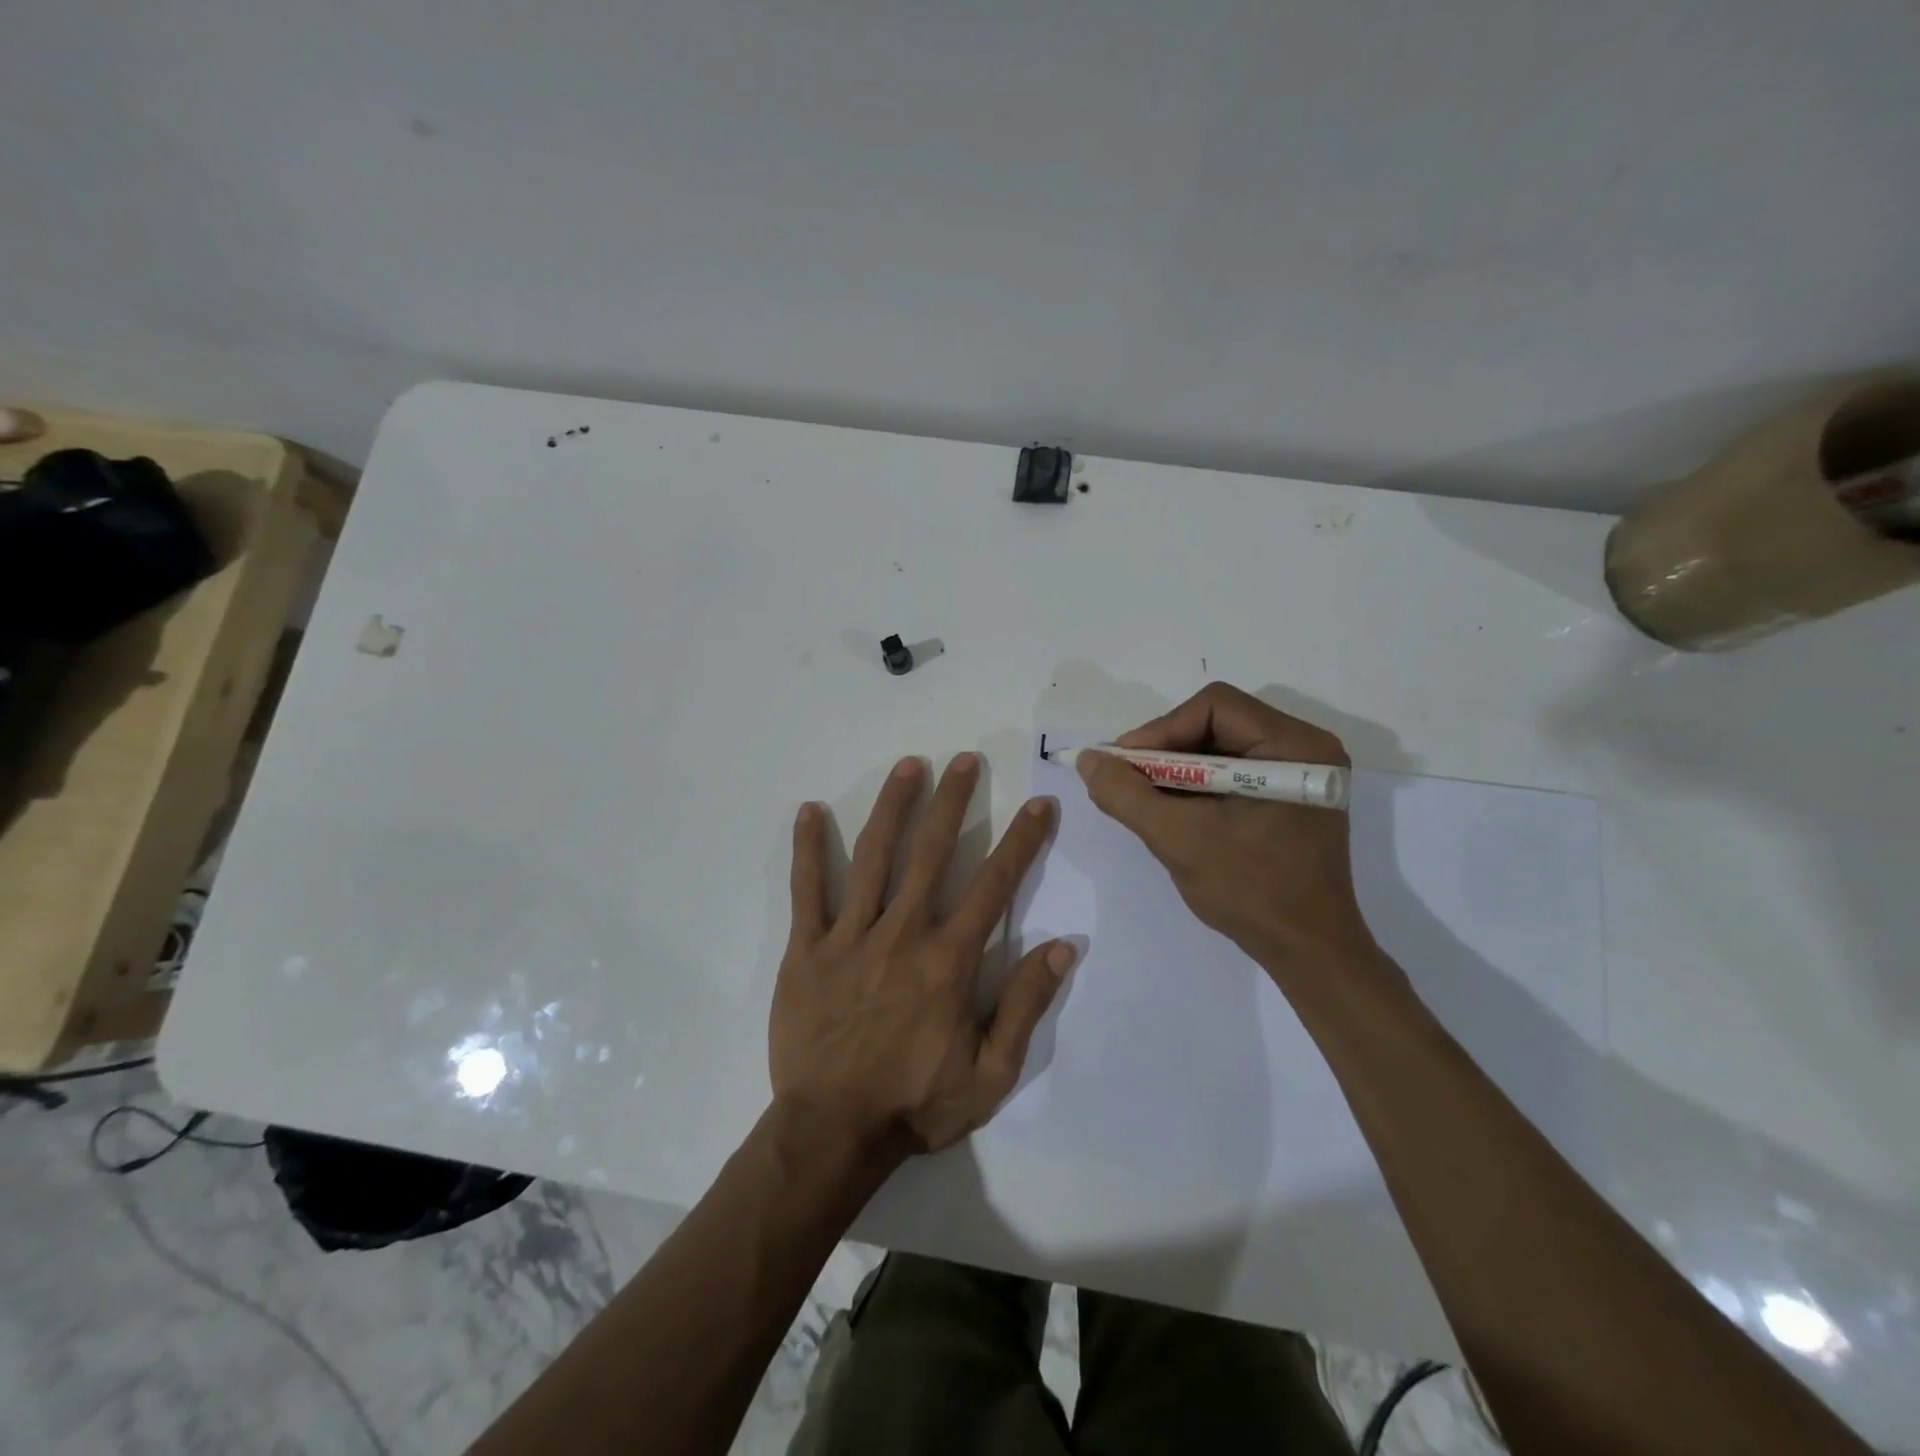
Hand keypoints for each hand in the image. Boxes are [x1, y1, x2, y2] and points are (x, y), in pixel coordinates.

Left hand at [770, 753, 1074, 1158]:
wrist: (832, 1133)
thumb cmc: (916, 1103)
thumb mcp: (990, 1074)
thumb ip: (1025, 1006)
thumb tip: (1062, 947)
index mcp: (948, 961)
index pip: (994, 885)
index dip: (1021, 841)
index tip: (1039, 804)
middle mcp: (902, 934)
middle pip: (931, 853)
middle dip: (953, 802)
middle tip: (965, 760)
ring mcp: (850, 937)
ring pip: (874, 857)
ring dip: (893, 807)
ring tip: (909, 765)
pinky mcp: (806, 949)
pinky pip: (807, 890)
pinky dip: (809, 848)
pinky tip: (810, 810)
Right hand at [1076, 683, 1375, 972]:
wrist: (1308, 952)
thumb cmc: (1251, 891)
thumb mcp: (1178, 839)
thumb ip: (1126, 795)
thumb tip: (1088, 759)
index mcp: (1293, 746)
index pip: (1214, 706)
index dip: (1161, 729)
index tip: (1124, 764)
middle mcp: (1304, 747)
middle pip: (1217, 723)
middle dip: (1166, 750)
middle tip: (1128, 780)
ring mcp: (1300, 773)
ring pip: (1221, 747)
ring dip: (1177, 769)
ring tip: (1145, 798)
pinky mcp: (1290, 797)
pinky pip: (1233, 771)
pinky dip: (1197, 785)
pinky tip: (1174, 810)